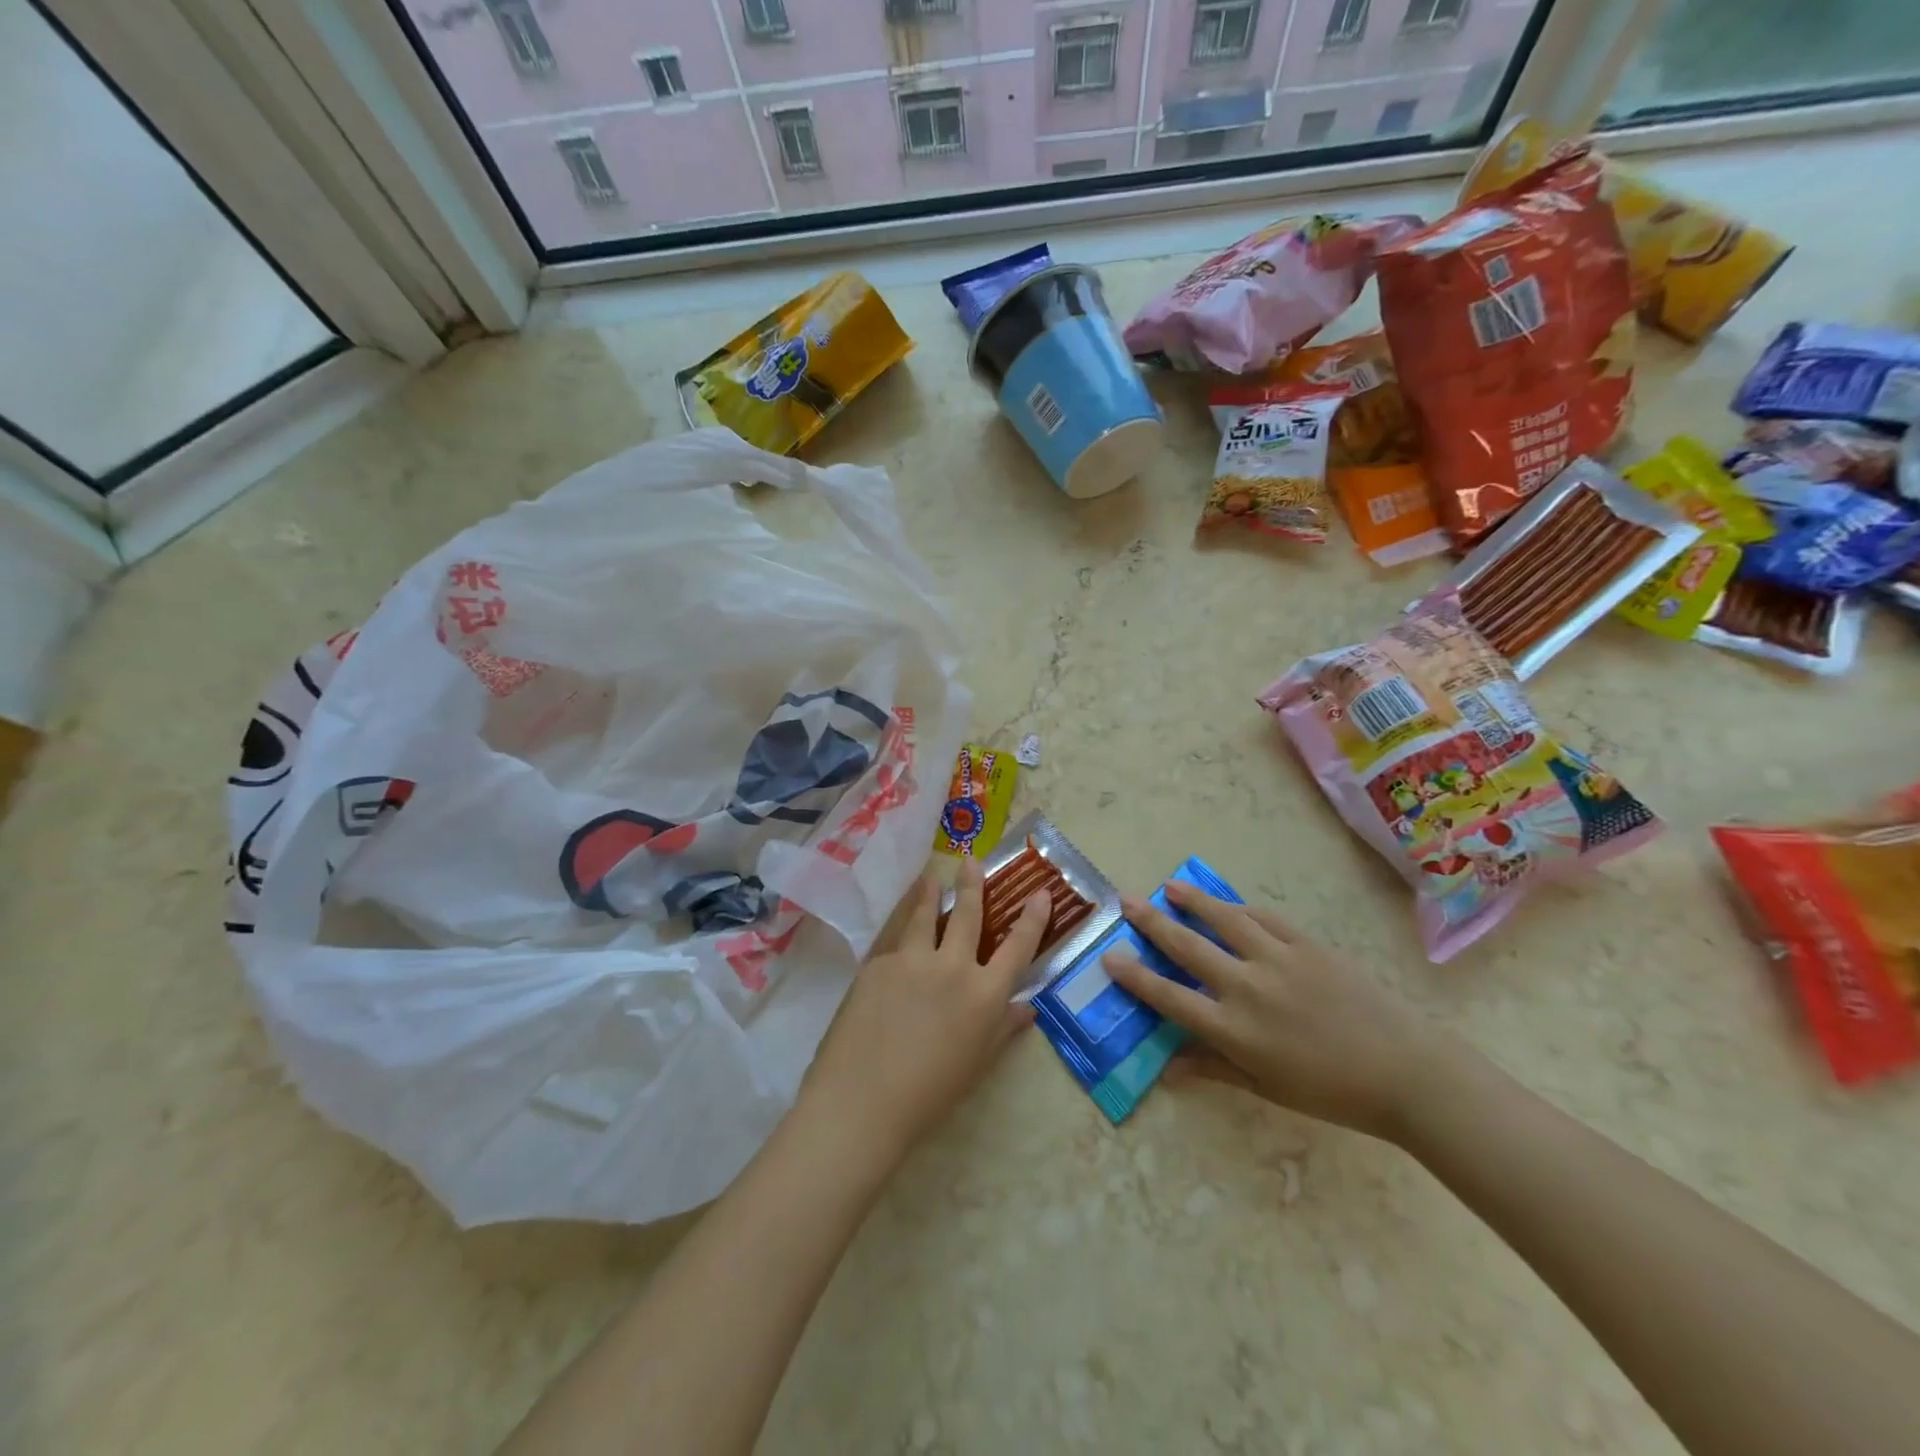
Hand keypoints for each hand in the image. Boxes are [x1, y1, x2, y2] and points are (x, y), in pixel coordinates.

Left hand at [798, 860, 1050, 1166]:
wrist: (864, 1100)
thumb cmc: (930, 1094)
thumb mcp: (977, 1063)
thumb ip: (1002, 1029)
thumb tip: (1028, 1009)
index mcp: (985, 994)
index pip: (1018, 947)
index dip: (1033, 918)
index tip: (1041, 892)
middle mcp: (953, 966)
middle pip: (968, 915)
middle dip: (973, 885)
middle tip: (971, 860)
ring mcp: (913, 960)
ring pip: (925, 916)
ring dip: (930, 894)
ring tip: (931, 877)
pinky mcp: (878, 963)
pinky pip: (896, 940)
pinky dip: (902, 930)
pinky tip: (898, 931)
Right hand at [1101, 882, 1471, 1140]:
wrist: (1405, 1071)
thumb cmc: (1332, 1092)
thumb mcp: (1267, 1089)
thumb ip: (1214, 1070)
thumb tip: (1167, 1071)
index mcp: (1233, 1029)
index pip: (1169, 996)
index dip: (1135, 976)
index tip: (1110, 956)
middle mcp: (1247, 986)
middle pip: (1187, 946)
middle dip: (1152, 922)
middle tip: (1127, 902)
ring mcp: (1278, 959)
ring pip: (1224, 919)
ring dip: (1193, 901)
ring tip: (1170, 887)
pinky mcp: (1307, 945)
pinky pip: (1265, 919)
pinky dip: (1241, 909)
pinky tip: (1228, 904)